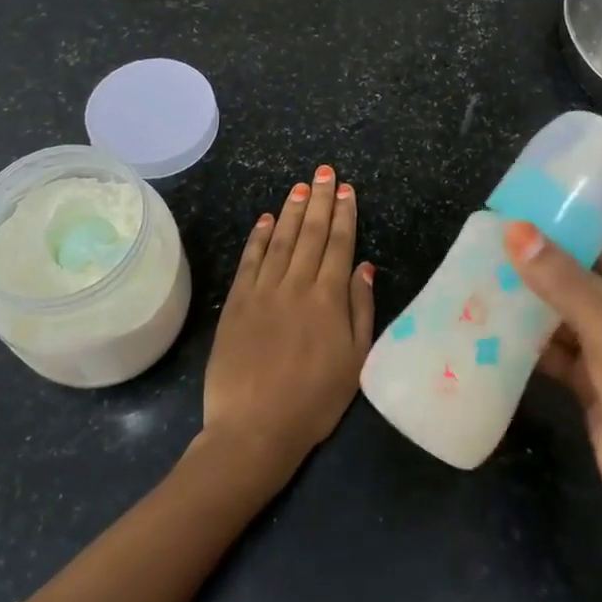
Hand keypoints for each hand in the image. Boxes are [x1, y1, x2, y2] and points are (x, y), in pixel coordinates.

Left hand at [203, 165, 374, 481]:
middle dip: (320, 200)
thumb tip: (364, 267)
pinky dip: (260, 237)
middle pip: (311, 234)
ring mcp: (263, 292)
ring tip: (301, 186)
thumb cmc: (314, 402)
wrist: (254, 429)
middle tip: (324, 172)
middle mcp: (296, 285)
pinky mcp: (237, 303)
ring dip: (292, 210)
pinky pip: (250, 261)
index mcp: (328, 300)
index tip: (347, 190)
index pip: (339, 245)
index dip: (344, 215)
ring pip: (281, 240)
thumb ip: (361, 310)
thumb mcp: (356, 362)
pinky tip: (267, 219)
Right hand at [504, 222, 601, 553]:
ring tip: (478, 286)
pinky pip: (561, 354)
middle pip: (582, 282)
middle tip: (483, 251)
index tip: (511, 219)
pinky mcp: (598, 388)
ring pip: (567, 320)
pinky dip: (532, 346)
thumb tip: (515, 230)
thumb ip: (561, 281)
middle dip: (538, 272)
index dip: (561, 232)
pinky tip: (492, 333)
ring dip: (530, 309)